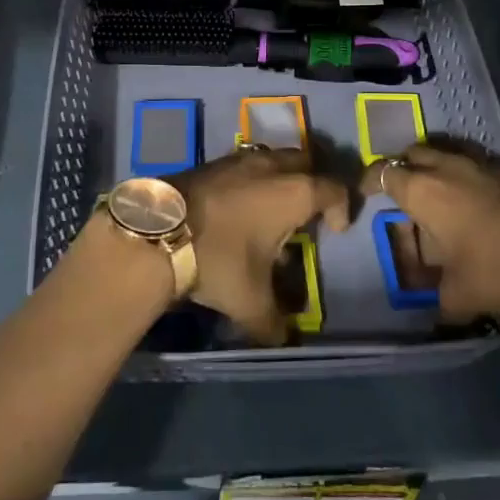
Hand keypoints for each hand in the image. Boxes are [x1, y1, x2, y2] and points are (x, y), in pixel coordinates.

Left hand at [177, 148, 349, 345]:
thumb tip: (281, 340)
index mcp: (295, 193)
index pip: (334, 189)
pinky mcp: (211, 162)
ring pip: (273, 160)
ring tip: (271, 214)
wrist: (156, 231)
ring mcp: (239, 160)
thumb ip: (272, 323)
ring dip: (280, 180)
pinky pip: (244, 166)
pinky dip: (251, 181)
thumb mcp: (250, 301)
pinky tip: (237, 210)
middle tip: (309, 212)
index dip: (342, 207)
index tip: (336, 230)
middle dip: (314, 183)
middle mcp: (271, 167)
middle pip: (306, 162)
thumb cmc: (217, 259)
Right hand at [368, 144, 499, 328]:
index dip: (370, 180)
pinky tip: (478, 198)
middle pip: (415, 153)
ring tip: (437, 189)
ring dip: (436, 164)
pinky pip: (479, 162)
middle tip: (402, 191)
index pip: (385, 172)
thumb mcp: (457, 296)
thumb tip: (437, 308)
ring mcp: (485, 165)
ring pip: (448, 151)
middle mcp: (450, 169)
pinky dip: (468, 173)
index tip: (367, 193)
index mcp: (425, 192)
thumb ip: (438, 297)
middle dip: (403, 167)